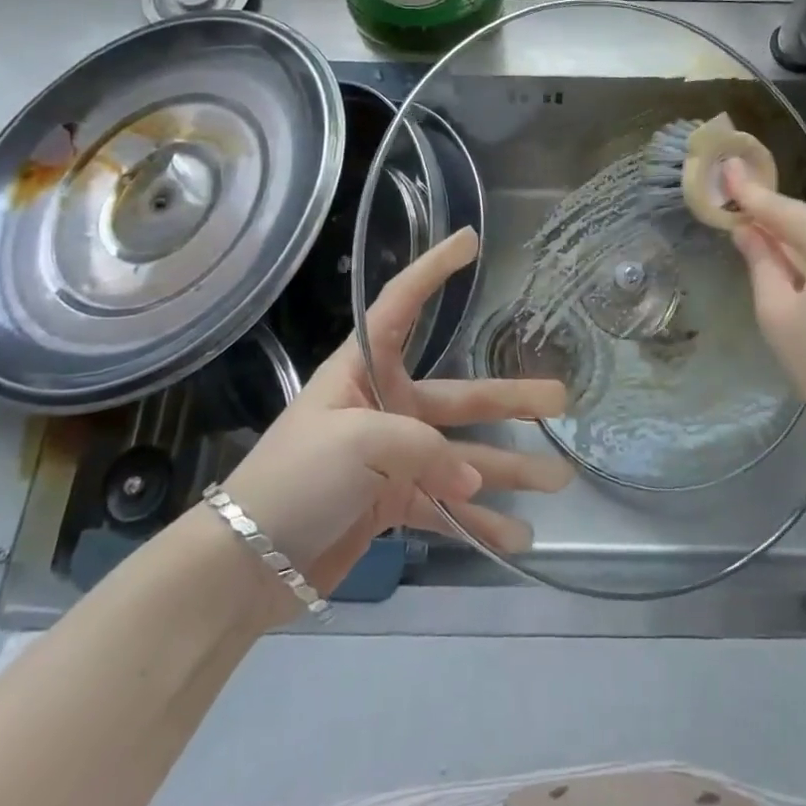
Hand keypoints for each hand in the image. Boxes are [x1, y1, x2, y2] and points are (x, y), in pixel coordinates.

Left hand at [221, 227, 571, 607]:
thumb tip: (473, 477)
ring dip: (509, 470)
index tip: (470, 241)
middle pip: (459, 396)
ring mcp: (393, 457)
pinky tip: (516, 538)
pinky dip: (478, 523)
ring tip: (558, 480)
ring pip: (463, 457)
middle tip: (561, 398)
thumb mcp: (356, 442)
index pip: (401, 305)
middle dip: (511, 399)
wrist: (245, 564)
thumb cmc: (295, 478)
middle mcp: (385, 406)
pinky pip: (446, 507)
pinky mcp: (393, 503)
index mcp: (364, 371)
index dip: (434, 269)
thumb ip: (424, 450)